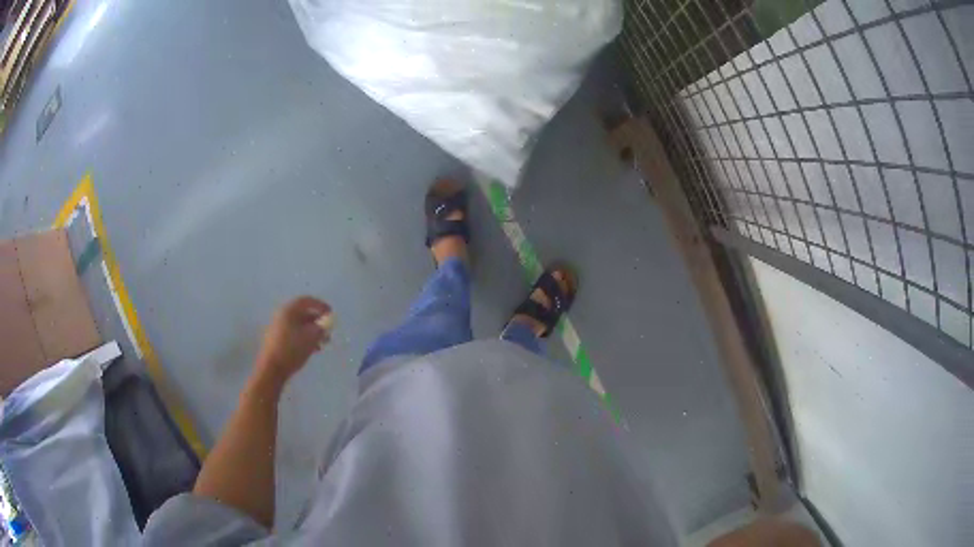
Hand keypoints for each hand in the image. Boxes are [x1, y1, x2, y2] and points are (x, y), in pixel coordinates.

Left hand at [252, 296, 330, 388]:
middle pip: (303, 313)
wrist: (271, 368)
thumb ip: (321, 328)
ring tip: (322, 344)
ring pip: (299, 325)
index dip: (320, 306)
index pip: (306, 301)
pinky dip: (304, 338)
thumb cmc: (292, 349)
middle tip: (328, 332)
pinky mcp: (276, 340)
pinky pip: (293, 334)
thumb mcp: (311, 337)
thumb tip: (326, 323)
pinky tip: (312, 349)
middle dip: (317, 322)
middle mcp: (282, 316)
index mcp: (289, 311)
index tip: (331, 314)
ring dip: (312, 332)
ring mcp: (277, 328)